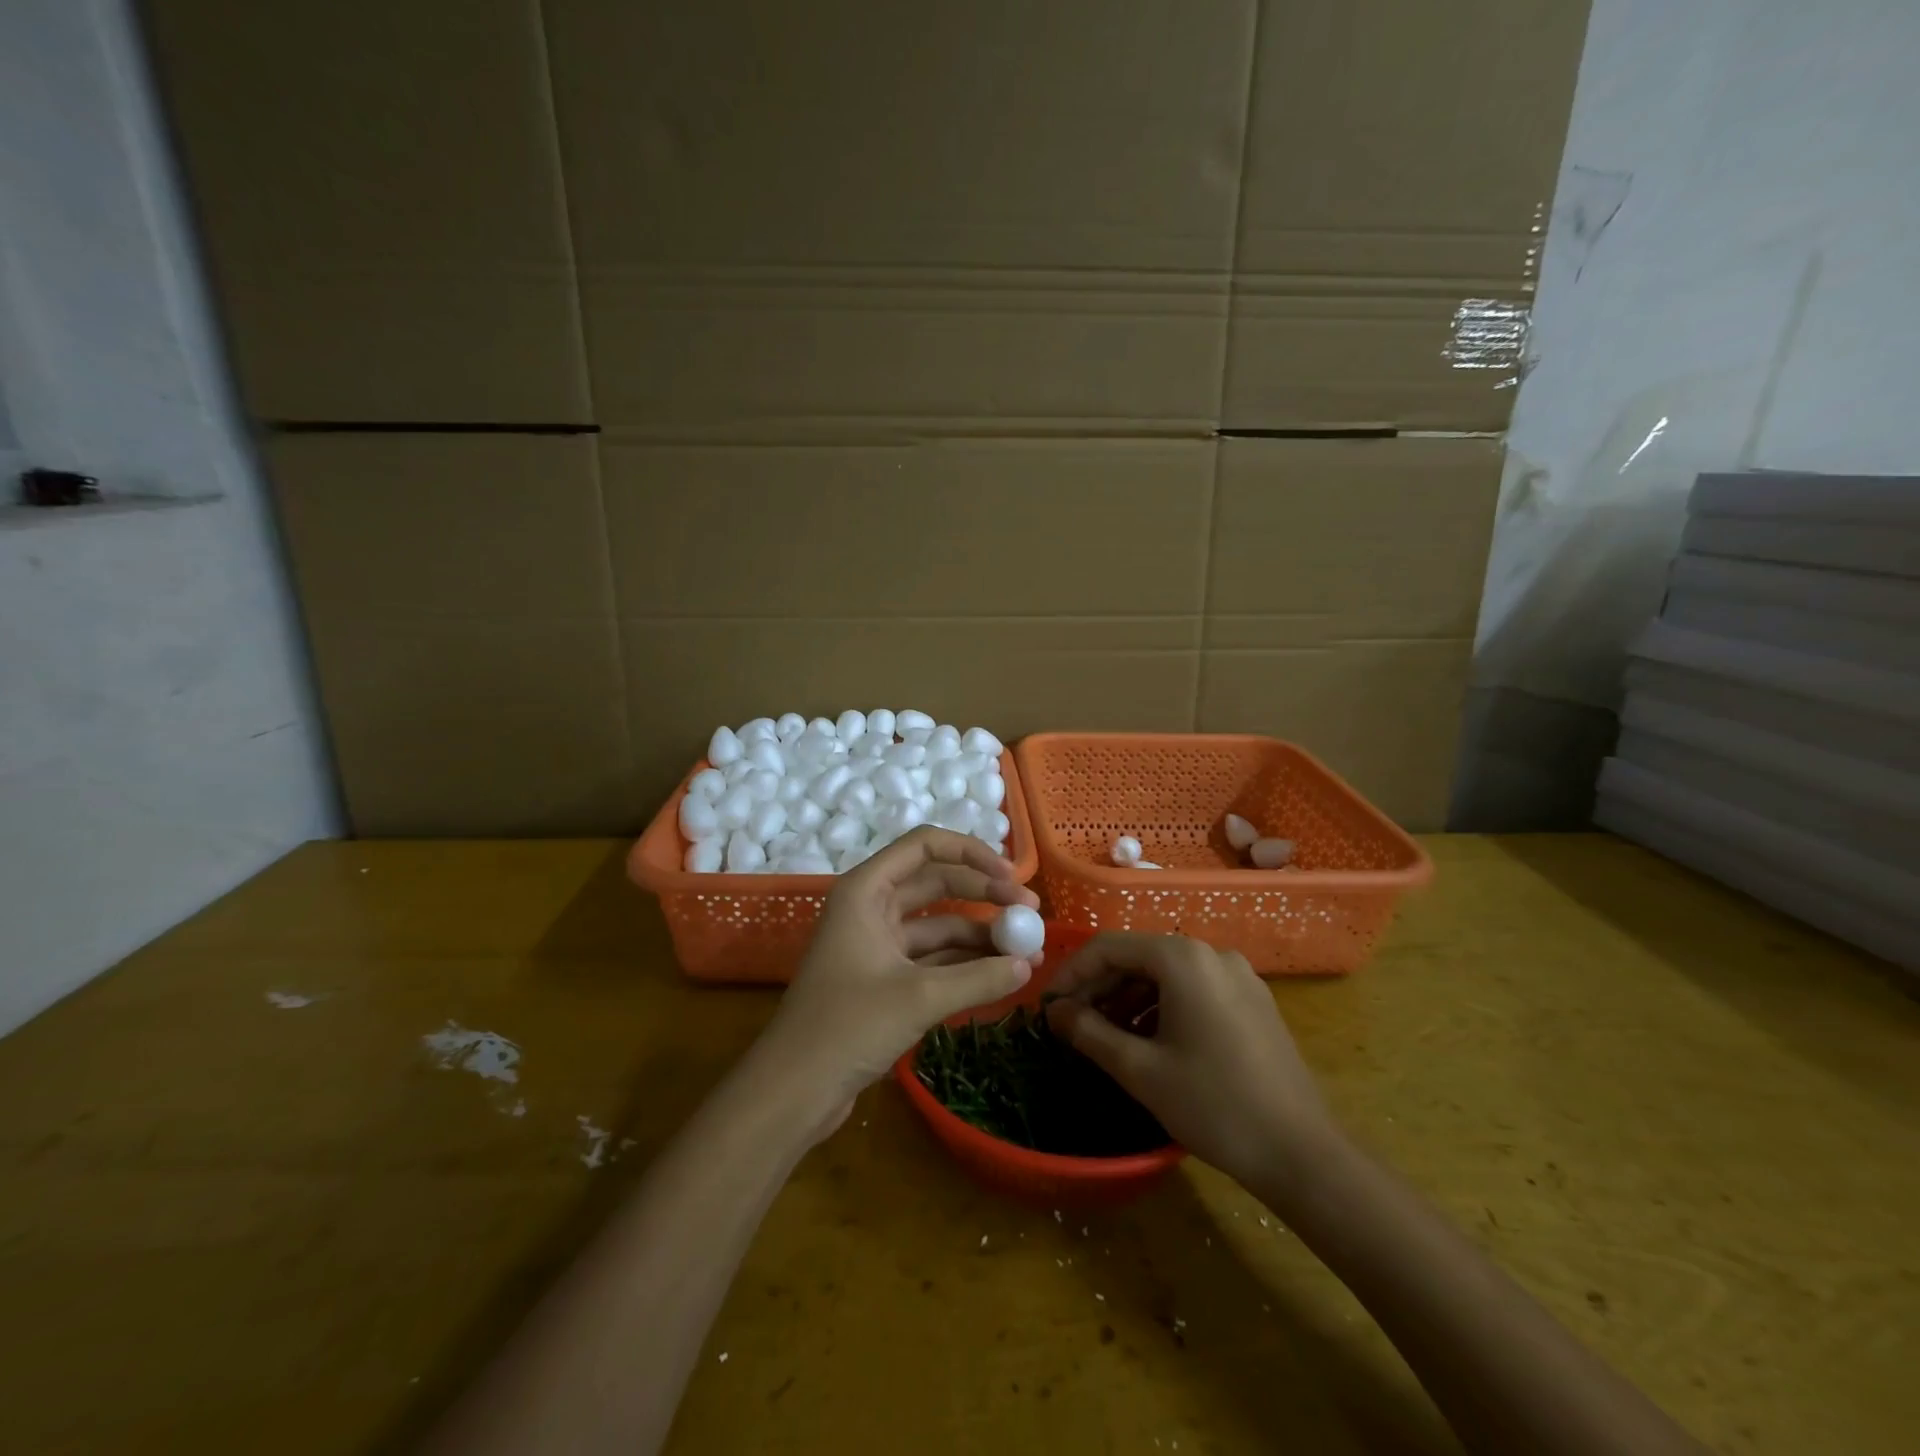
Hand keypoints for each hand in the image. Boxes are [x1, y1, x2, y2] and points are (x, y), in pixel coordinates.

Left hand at [758, 828, 1038, 1135]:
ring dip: (980, 936)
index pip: (925, 847)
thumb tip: (1029, 965)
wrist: (792, 1091)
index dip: (972, 854)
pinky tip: (1001, 976)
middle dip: (985, 895)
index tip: (1012, 880)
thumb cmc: (846, 1027)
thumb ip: (979, 978)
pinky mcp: (884, 979)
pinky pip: (933, 959)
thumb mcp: (919, 998)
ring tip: (1028, 953)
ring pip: (939, 926)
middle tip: (1031, 914)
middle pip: (937, 884)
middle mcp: (871, 908)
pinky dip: (965, 965)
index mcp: (866, 890)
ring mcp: (878, 944)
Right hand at [1045, 933, 1339, 1189]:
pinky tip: (1147, 1041)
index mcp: (1183, 959)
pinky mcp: (1253, 1001)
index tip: (1047, 1005)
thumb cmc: (1213, 1104)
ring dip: (1128, 999)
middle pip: (1139, 957)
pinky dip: (1161, 1007)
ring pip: (1166, 975)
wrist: (1301, 1154)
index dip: (1072, 972)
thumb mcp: (1139, 1070)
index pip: (1109, 947)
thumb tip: (1055, 1012)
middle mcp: (1212, 954)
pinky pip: (1194, 989)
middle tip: (1071, 1023)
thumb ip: (1088, 1032)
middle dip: (1100, 987)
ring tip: (1104, 1036)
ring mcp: (1238, 976)